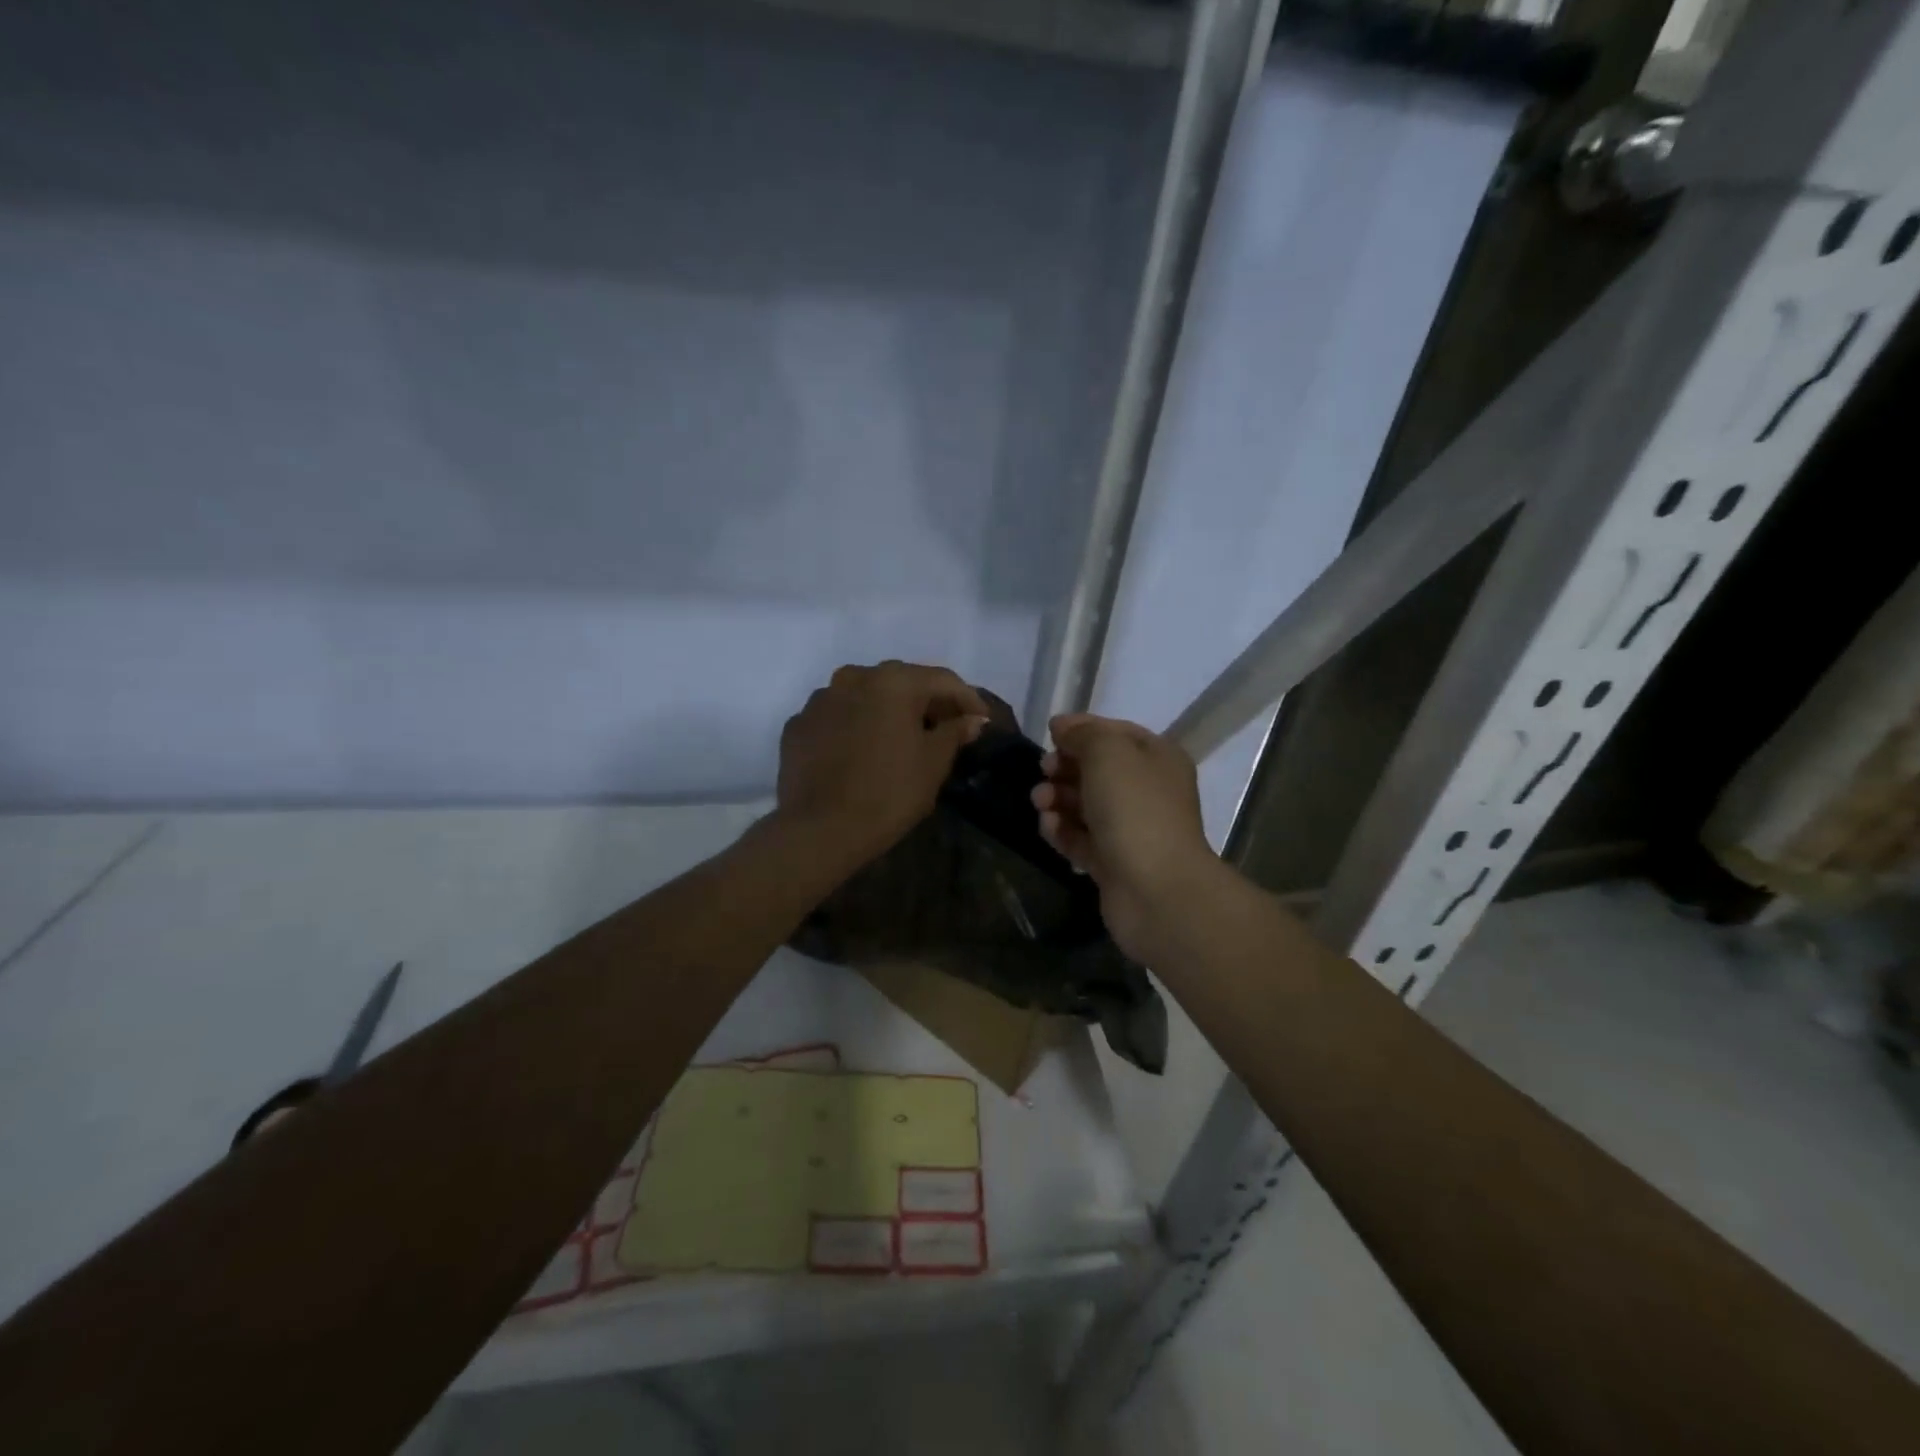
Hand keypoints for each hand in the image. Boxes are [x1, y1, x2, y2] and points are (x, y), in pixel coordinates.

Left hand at [777, 661, 988, 869]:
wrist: (820, 830)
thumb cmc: (889, 793)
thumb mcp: (933, 763)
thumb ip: (955, 732)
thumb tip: (970, 719)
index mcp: (893, 681)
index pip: (942, 680)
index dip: (968, 700)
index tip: (981, 721)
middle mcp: (853, 677)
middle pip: (901, 683)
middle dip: (927, 703)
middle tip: (947, 728)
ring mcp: (820, 700)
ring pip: (865, 697)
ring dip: (887, 712)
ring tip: (902, 739)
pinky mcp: (798, 725)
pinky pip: (837, 718)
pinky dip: (855, 727)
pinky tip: (863, 753)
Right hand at [1032, 713, 1219, 964]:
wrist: (1156, 889)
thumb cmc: (1135, 809)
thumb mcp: (1108, 753)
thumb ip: (1083, 734)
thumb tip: (1062, 726)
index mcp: (1157, 758)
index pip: (1115, 733)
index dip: (1081, 730)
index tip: (1049, 735)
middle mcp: (1147, 791)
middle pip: (1096, 770)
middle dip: (1064, 767)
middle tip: (1044, 772)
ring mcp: (1130, 829)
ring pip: (1085, 805)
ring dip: (1057, 799)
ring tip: (1040, 803)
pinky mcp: (1112, 862)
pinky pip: (1080, 838)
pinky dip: (1062, 830)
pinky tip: (1048, 826)